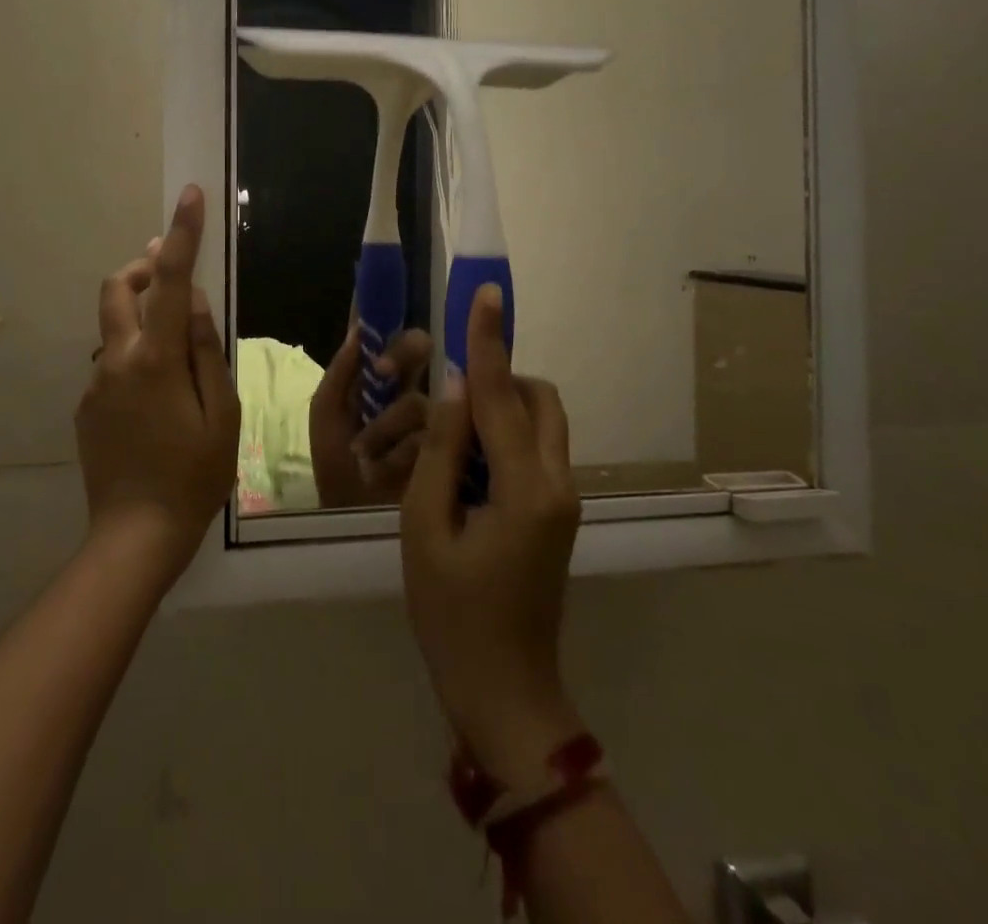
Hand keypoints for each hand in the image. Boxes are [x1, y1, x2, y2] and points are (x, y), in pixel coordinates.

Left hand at [75, 185, 240, 583]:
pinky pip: (111, 363)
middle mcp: (117, 359)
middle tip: (170, 275)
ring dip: (141, 317)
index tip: (190, 195)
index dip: (182, 235)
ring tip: (175, 355)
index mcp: (157, 358)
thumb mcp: (222, 412)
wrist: (135, 534)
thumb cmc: (195, 474)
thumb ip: (207, 349)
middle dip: (144, 268)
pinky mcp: (86, 405)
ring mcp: (96, 382)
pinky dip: (133, 356)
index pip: (171, 280)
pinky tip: (155, 401)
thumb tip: (195, 300)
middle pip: (118, 287)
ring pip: (115, 326)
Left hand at [309, 318, 433, 507]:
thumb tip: (359, 328)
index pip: (386, 333)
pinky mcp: (447, 444)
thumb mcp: (326, 414)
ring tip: (365, 454)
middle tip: (383, 371)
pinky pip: (430, 433)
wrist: (351, 516)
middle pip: (419, 348)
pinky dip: (400, 451)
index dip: (385, 309)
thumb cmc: (335, 463)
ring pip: (420, 397)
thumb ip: (340, 372)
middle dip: (404, 352)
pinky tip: (383, 469)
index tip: (382, 286)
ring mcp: (429, 415)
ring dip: (386, 426)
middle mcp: (406, 386)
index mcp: (375, 376)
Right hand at [400, 284, 582, 788]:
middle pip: (539, 400)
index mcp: (526, 488)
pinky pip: (533, 450)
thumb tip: (451, 388)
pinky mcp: (555, 512)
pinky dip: (502, 437)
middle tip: (448, 394)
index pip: (501, 395)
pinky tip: (463, 462)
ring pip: (540, 423)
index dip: (487, 340)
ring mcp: (562, 499)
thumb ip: (439, 450)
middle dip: (499, 378)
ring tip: (449, 433)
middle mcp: (557, 483)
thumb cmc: (452, 614)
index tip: (485, 294)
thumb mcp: (425, 526)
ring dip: (500, 408)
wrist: (503, 691)